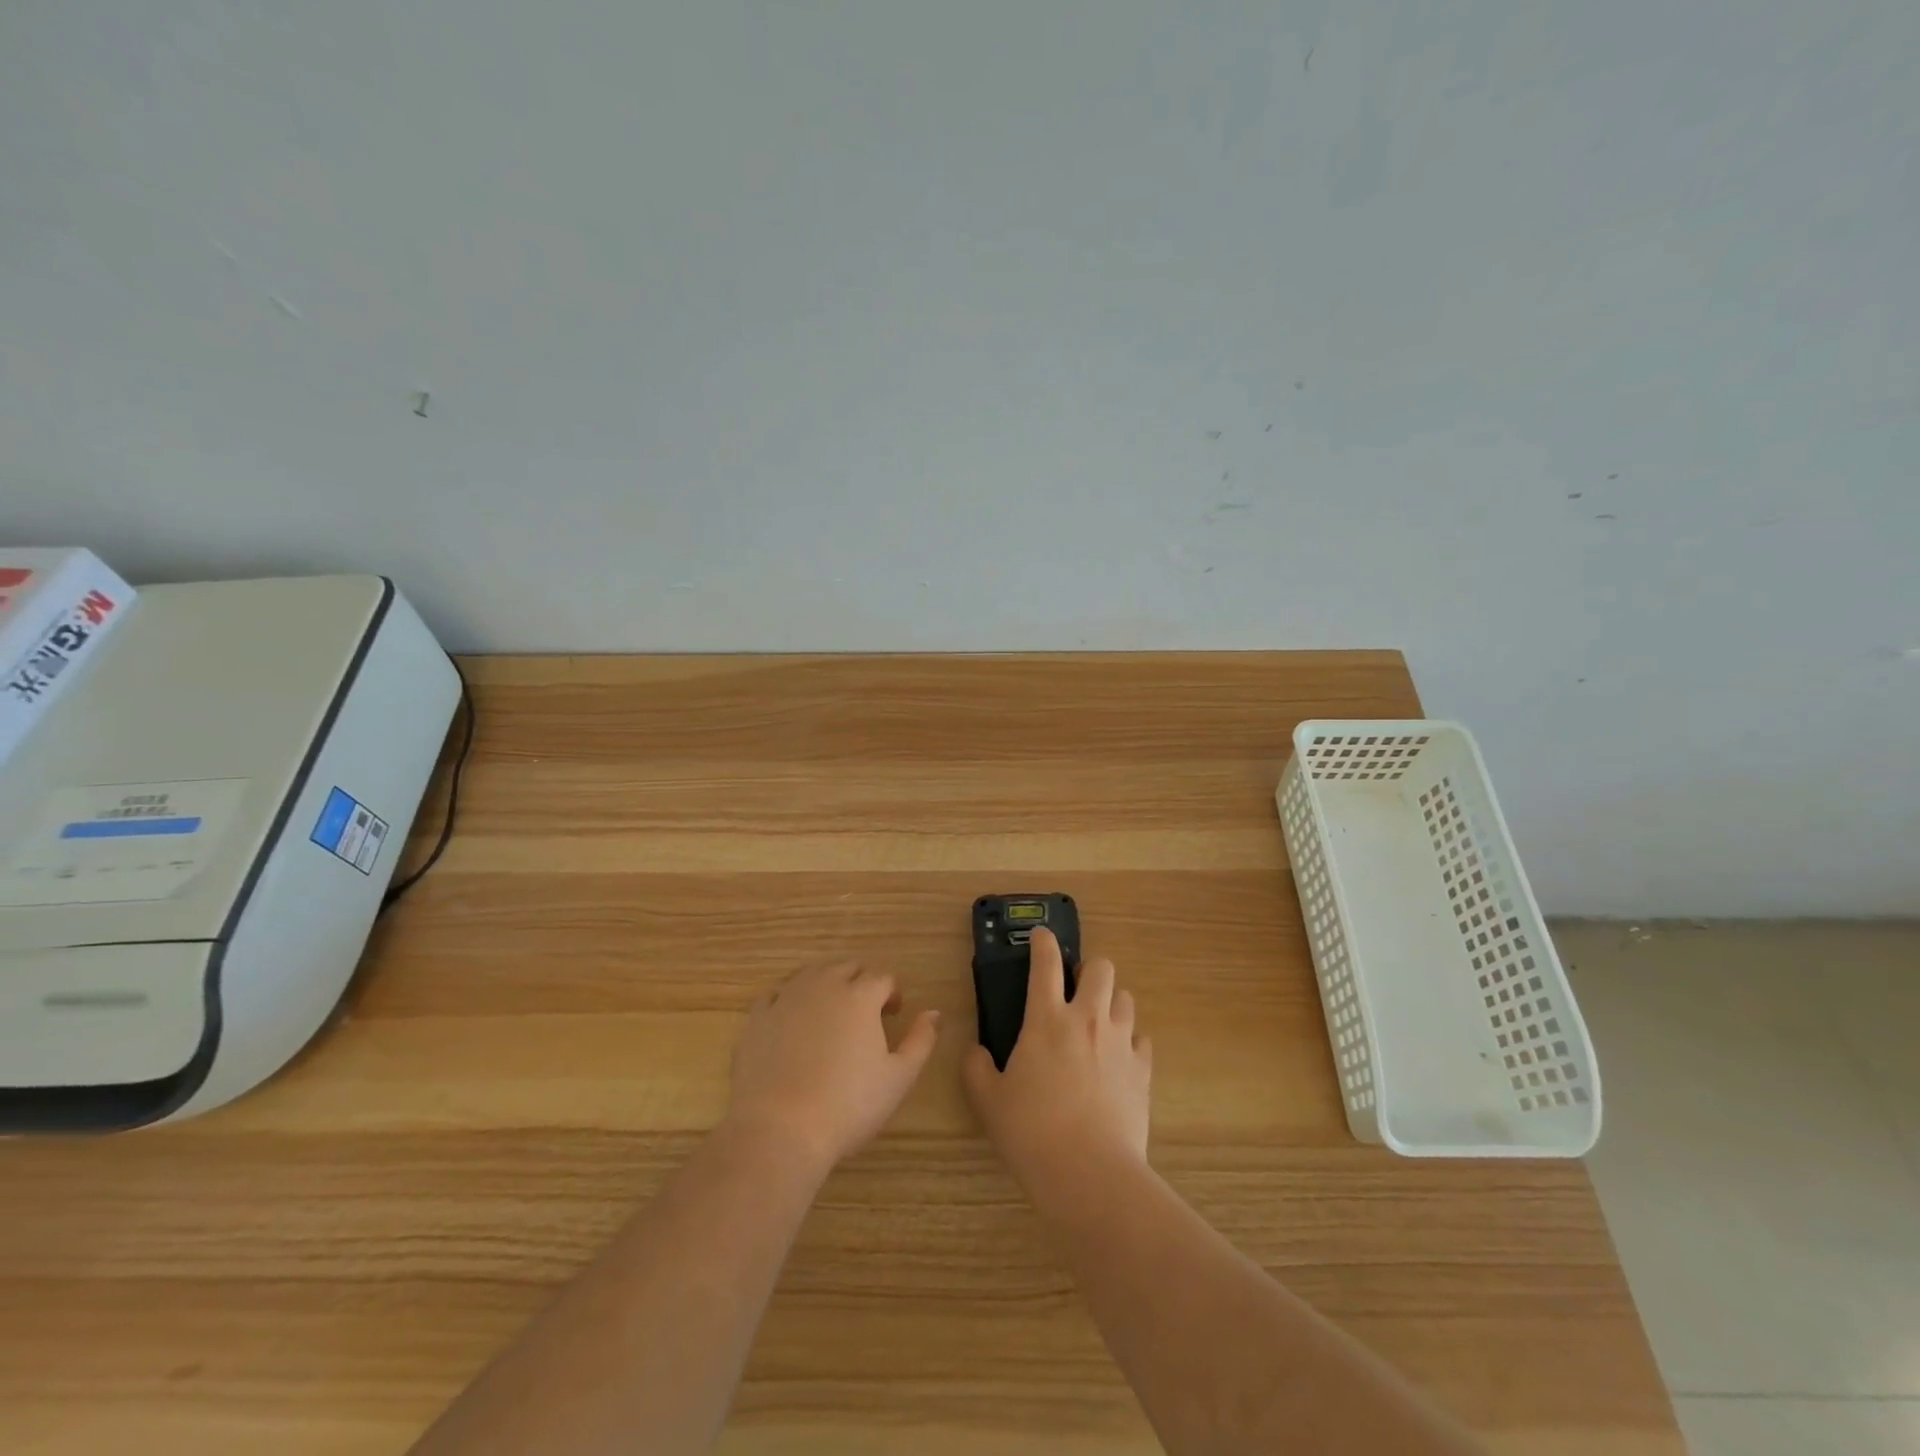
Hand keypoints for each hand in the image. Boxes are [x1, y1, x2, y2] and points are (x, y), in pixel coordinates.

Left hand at [726, 961, 940, 1175]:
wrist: (780, 1129)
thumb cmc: (848, 1105)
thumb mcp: (899, 1078)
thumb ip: (921, 1040)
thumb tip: (934, 1013)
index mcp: (860, 996)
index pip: (882, 977)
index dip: (892, 993)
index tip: (893, 1015)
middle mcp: (824, 986)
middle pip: (847, 967)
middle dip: (861, 982)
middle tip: (865, 1013)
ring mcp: (787, 998)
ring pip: (811, 973)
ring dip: (826, 984)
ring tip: (831, 1013)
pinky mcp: (757, 1018)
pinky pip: (776, 994)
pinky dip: (788, 1000)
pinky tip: (792, 1021)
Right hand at [962, 927, 1151, 1191]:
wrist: (1089, 1172)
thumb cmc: (1031, 1131)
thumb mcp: (988, 1101)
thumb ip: (977, 1069)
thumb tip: (976, 1052)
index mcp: (1046, 1019)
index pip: (1045, 964)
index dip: (1043, 942)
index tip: (1042, 935)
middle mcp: (1086, 1019)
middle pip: (1100, 968)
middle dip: (1088, 968)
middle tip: (1075, 988)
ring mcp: (1119, 1042)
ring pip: (1125, 998)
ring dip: (1111, 1002)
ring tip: (1098, 1022)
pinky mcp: (1143, 1070)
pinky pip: (1142, 1040)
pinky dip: (1130, 1041)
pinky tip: (1119, 1059)